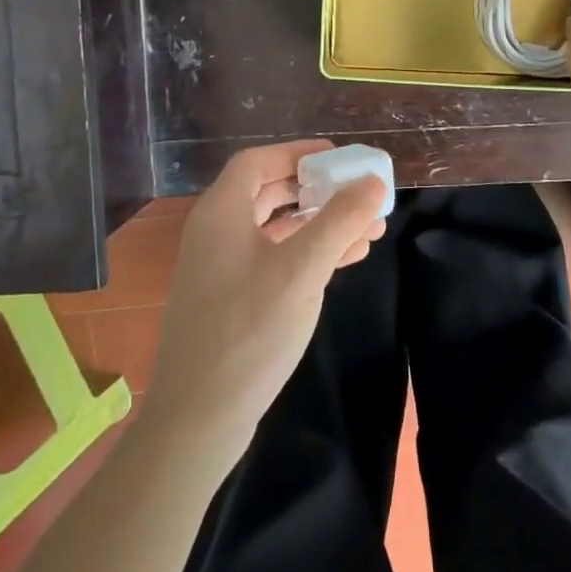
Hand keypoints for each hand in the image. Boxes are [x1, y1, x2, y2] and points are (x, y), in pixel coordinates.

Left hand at [145, 140, 386, 452]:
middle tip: (357, 192)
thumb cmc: (248, 330)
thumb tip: (373, 183)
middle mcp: (215, 233)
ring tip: (369, 229)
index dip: (297, 153)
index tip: (337, 157)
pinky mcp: (230, 299)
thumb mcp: (302, 270)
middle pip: (268, 192)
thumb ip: (340, 221)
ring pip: (275, 229)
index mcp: (221, 212)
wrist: (197, 418)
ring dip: (319, 224)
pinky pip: (273, 260)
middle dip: (317, 190)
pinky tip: (346, 260)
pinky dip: (307, 253)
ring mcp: (220, 268)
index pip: (258, 161)